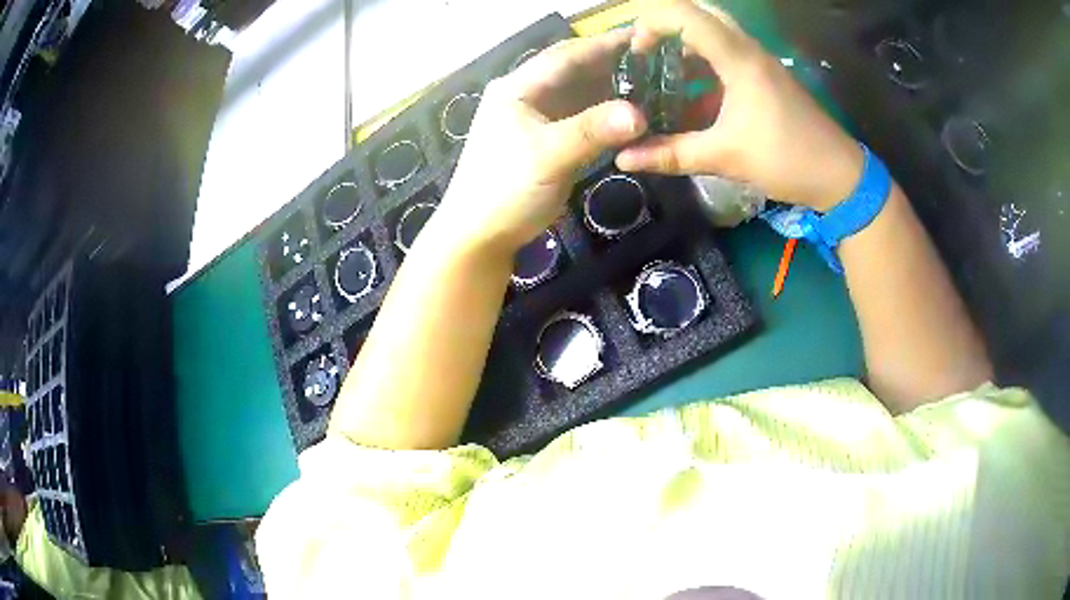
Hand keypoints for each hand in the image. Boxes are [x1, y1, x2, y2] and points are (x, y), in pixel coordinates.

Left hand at [434, 30, 647, 254]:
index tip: (647, 36)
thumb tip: (641, 114)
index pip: (568, 55)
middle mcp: (529, 94)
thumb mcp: (548, 156)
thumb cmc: (505, 190)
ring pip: (583, 93)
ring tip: (656, 85)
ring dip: (614, 89)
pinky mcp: (550, 139)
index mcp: (519, 87)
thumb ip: (592, 131)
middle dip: (615, 64)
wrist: (481, 235)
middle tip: (660, 62)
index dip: (607, 44)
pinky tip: (635, 115)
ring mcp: (539, 117)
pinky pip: (584, 118)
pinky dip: (608, 115)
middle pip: (577, 70)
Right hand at [615, 0, 863, 210]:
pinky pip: (727, 53)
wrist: (840, 177)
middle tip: (646, 54)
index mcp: (739, 59)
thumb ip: (672, 154)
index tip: (637, 52)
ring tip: (661, 73)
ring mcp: (760, 61)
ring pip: (715, 32)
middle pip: (700, 13)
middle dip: (667, 27)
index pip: (686, 14)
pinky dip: (703, 63)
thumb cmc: (787, 160)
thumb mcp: (725, 158)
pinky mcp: (766, 75)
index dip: (652, 22)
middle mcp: (749, 49)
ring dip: (685, 45)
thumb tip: (623, 159)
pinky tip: (690, 93)